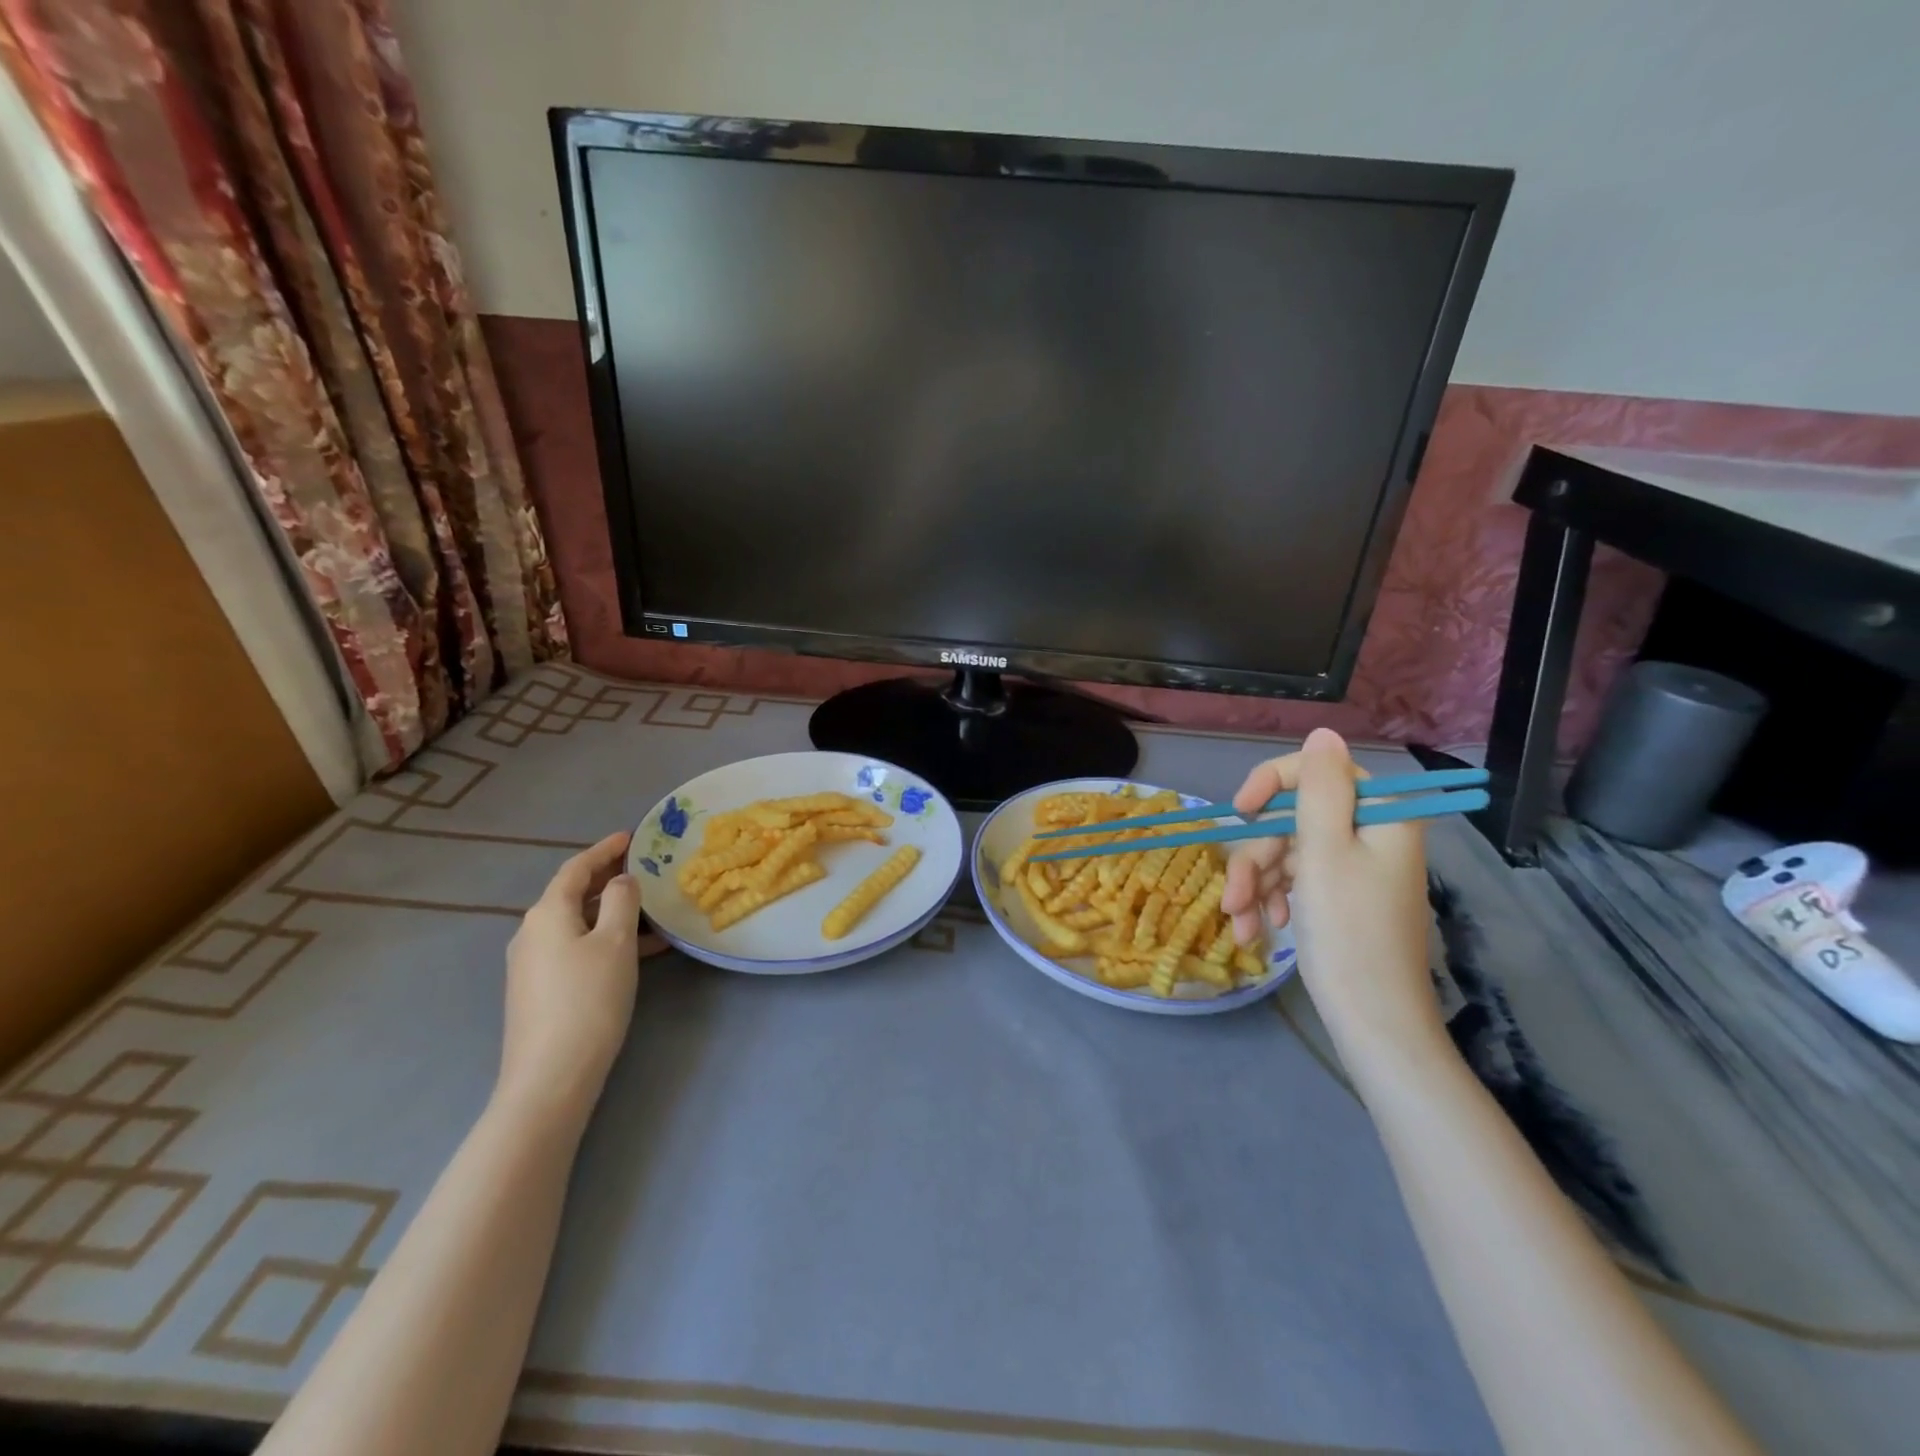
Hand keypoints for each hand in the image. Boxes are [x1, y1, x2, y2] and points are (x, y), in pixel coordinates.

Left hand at [498, 832, 664, 1118]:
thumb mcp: (616, 942)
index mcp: (547, 913)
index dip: (604, 849)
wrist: (550, 1076)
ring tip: (651, 910)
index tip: (631, 836)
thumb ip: (622, 901)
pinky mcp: (538, 990)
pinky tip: (636, 952)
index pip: (577, 868)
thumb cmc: (588, 999)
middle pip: (572, 893)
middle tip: (643, 868)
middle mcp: (531, 932)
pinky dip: (603, 938)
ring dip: (610, 911)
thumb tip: (622, 881)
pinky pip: (574, 947)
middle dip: (608, 878)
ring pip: (576, 922)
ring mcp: (531, 963)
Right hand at [1221, 728, 1443, 1067]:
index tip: (1240, 811)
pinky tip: (1256, 928)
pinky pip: (1293, 879)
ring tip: (1240, 923)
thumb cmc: (1349, 931)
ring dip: (1254, 884)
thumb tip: (1323, 731)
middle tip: (1235, 896)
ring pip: (1285, 852)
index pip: (1318, 771)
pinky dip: (1269, 899)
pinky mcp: (1337, 894)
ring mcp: (1351, 866)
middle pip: (1293, 818)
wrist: (1371, 1019)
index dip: (1272, 783)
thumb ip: (1320, 788)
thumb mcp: (1325, 852)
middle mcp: (1368, 833)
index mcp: (1379, 815)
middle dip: (1257, 857)